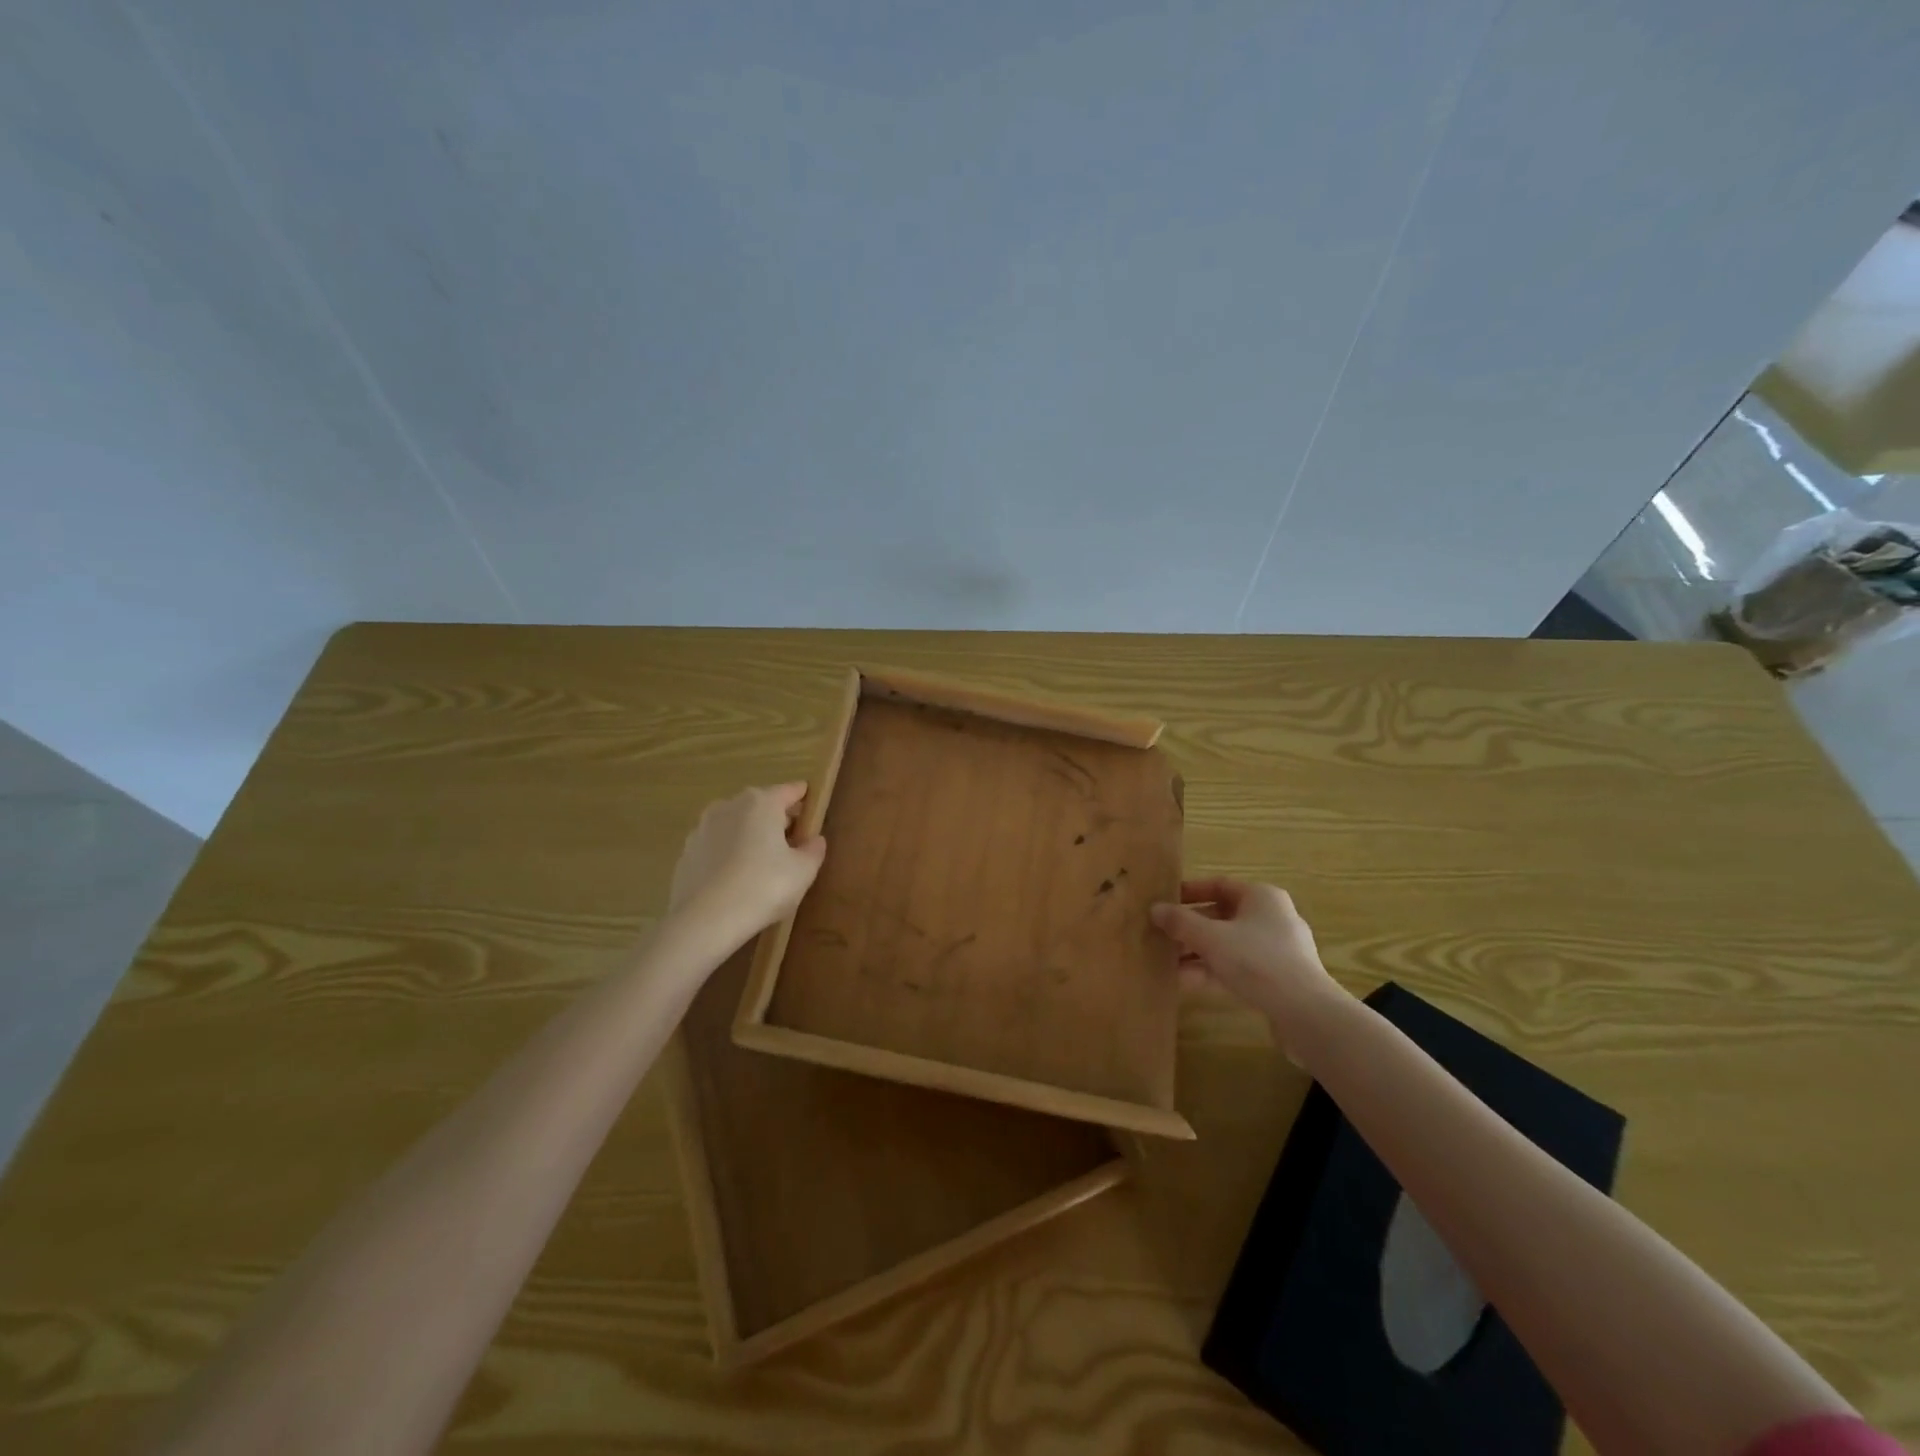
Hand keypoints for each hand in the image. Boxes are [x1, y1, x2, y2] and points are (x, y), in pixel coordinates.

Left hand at [669, 783, 826, 940]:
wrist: (703, 920)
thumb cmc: (763, 887)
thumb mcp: (802, 872)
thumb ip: (813, 851)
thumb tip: (814, 840)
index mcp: (761, 803)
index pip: (791, 790)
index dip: (805, 798)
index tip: (813, 808)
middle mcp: (729, 806)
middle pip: (761, 805)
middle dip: (778, 819)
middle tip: (793, 843)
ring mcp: (702, 828)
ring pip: (736, 825)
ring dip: (750, 836)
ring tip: (763, 864)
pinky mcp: (686, 852)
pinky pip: (717, 846)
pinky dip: (729, 854)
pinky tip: (736, 879)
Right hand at [1151, 878, 1346, 1037]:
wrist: (1306, 1013)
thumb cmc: (1257, 961)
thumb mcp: (1210, 937)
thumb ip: (1180, 922)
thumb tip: (1155, 909)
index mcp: (1261, 897)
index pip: (1219, 885)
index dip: (1190, 892)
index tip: (1164, 902)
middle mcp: (1271, 917)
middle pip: (1222, 916)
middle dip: (1189, 927)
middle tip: (1161, 935)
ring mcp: (1276, 950)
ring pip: (1228, 944)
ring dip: (1197, 952)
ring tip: (1166, 961)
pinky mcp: (1276, 979)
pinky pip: (1237, 967)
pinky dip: (1212, 970)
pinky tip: (1185, 982)